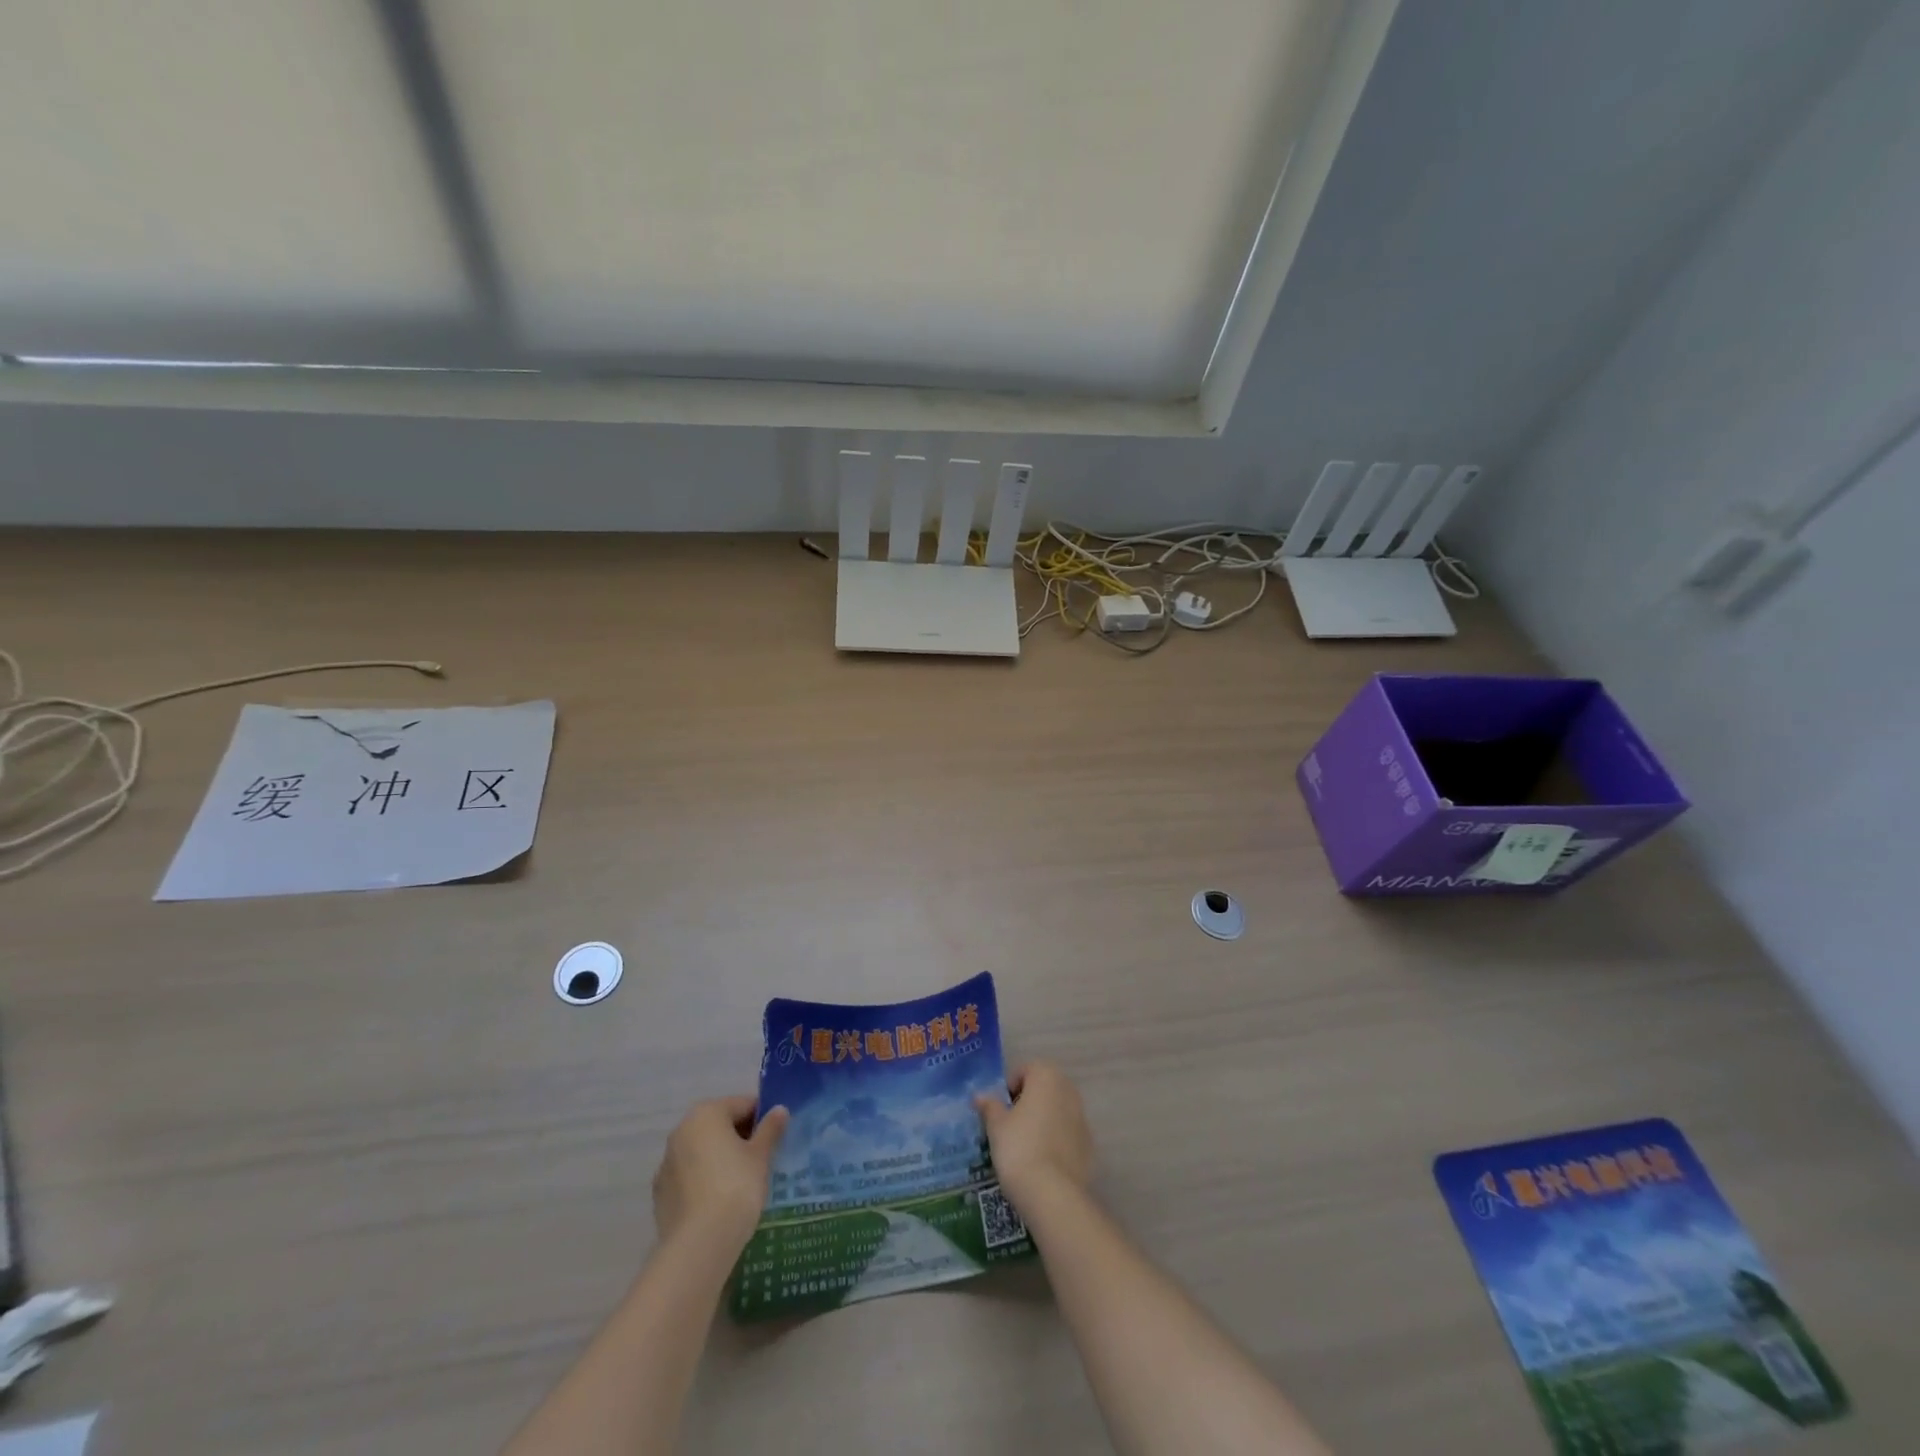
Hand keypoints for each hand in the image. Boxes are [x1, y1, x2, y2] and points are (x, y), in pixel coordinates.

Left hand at [651, 1096, 788, 1251]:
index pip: (742, 1105)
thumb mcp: (761, 1156)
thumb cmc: (736, 1187)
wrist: (699, 1245)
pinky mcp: (661, 1195)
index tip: (777, 1137)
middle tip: (763, 1159)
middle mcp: (681, 1131)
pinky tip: (721, 1202)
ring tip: (744, 1183)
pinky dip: (705, 1182)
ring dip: (721, 1160)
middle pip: (719, 1126)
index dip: (763, 1118)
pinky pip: (690, 1178)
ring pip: (703, 1152)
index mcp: (706, 1113)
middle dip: (741, 1138)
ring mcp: (667, 1164)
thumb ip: (770, 1129)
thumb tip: (779, 1110)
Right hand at [975, 1061, 1093, 1206]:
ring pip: (1056, 1111)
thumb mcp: (996, 1125)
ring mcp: (1082, 1119)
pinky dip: (1055, 1141)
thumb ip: (990, 1106)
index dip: (1008, 1088)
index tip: (998, 1110)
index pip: (1024, 1070)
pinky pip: (1067, 1135)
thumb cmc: (1019, 1147)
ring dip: (1042, 1121)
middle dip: (1026, 1102)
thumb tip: (980, 1096)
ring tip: (1024, 1146)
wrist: (1052, 1193)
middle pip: (1043, 1089)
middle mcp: (1069, 1091)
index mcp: (1047, 1077)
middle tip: (1008, 1126)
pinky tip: (1041, 1162)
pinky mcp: (1088, 1146)